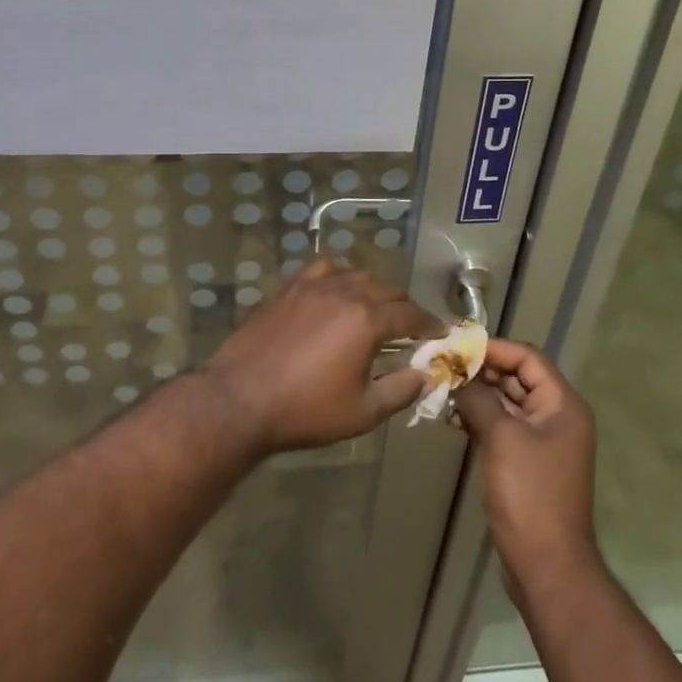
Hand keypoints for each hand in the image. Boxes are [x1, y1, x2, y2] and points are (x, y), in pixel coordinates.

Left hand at [202, 257, 441, 453]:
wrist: (240, 400)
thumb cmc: (305, 411)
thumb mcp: (362, 412)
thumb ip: (400, 390)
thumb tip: (426, 376)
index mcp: (367, 320)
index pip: (410, 314)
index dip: (429, 323)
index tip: (440, 332)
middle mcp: (345, 292)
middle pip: (386, 289)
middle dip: (404, 306)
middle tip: (409, 327)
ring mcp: (313, 286)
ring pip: (355, 274)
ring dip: (373, 289)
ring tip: (374, 308)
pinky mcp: (288, 288)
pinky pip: (322, 270)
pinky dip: (338, 276)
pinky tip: (335, 292)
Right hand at [454, 338, 598, 586]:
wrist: (546, 564)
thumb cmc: (529, 493)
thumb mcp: (501, 437)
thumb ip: (478, 398)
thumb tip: (456, 374)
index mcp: (563, 405)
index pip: (527, 358)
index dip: (494, 348)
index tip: (457, 347)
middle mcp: (557, 417)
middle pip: (517, 379)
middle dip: (481, 372)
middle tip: (443, 367)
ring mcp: (543, 442)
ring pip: (507, 404)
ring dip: (477, 396)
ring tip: (443, 393)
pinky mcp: (527, 463)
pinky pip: (503, 428)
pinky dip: (480, 420)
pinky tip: (453, 420)